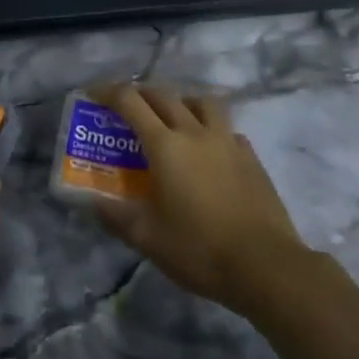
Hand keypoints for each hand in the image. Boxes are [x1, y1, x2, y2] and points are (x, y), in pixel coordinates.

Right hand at [90, 84, 307, 313]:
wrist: (266, 266)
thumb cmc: (199, 249)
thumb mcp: (147, 238)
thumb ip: (116, 216)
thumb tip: (93, 202)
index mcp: (165, 145)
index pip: (130, 102)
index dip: (107, 92)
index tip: (92, 94)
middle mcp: (194, 133)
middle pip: (163, 95)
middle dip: (139, 94)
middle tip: (126, 107)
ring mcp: (227, 142)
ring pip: (202, 102)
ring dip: (181, 101)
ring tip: (172, 117)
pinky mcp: (251, 157)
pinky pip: (227, 129)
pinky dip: (211, 128)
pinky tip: (208, 149)